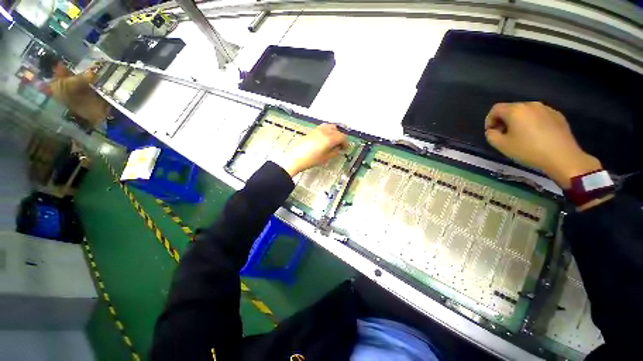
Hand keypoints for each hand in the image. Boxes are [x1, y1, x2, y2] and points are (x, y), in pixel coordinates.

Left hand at [280, 124, 347, 176]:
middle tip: (340, 146)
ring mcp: (318, 130)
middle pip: (337, 130)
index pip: (342, 137)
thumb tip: (339, 148)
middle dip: (340, 137)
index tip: (345, 148)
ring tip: (333, 141)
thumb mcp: (326, 158)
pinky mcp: (312, 131)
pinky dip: (328, 131)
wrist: (296, 158)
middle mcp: (324, 132)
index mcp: (329, 139)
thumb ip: (335, 152)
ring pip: (330, 126)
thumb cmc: (311, 160)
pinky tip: (326, 138)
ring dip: (334, 132)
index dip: (346, 143)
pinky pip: (324, 127)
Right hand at [484, 102, 601, 188]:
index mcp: (515, 110)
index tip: (491, 132)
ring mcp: (546, 109)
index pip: (495, 109)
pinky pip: (539, 116)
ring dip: (518, 121)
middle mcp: (531, 105)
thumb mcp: (501, 145)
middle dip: (504, 120)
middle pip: (511, 109)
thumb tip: (492, 131)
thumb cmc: (528, 150)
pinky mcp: (557, 115)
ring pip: (526, 112)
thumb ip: (491, 135)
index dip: (489, 120)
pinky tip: (536, 136)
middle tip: (504, 135)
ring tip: (520, 136)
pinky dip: (533, 123)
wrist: (562, 157)